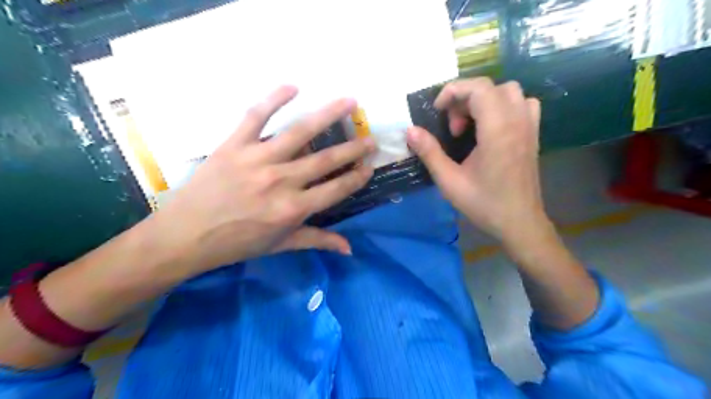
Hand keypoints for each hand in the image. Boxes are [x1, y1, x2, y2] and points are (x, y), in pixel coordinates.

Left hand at [153, 85, 373, 274]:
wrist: (185, 234)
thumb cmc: (237, 242)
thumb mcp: (281, 245)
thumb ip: (317, 241)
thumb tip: (349, 249)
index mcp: (293, 209)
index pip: (336, 189)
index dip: (356, 177)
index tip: (369, 167)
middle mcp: (281, 181)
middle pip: (326, 159)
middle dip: (353, 148)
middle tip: (370, 138)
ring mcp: (258, 159)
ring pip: (300, 132)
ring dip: (328, 115)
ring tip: (350, 101)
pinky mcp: (235, 144)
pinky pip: (256, 116)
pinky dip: (274, 98)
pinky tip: (293, 87)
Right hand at [408, 78, 552, 248]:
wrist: (519, 222)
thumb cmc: (484, 203)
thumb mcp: (449, 181)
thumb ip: (429, 152)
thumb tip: (410, 130)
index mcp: (497, 130)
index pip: (478, 88)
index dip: (453, 92)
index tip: (437, 112)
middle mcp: (517, 121)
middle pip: (490, 87)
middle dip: (464, 99)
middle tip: (453, 128)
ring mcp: (529, 126)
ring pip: (508, 92)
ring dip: (484, 101)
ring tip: (471, 125)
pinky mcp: (534, 135)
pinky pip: (522, 104)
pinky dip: (504, 106)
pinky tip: (492, 127)